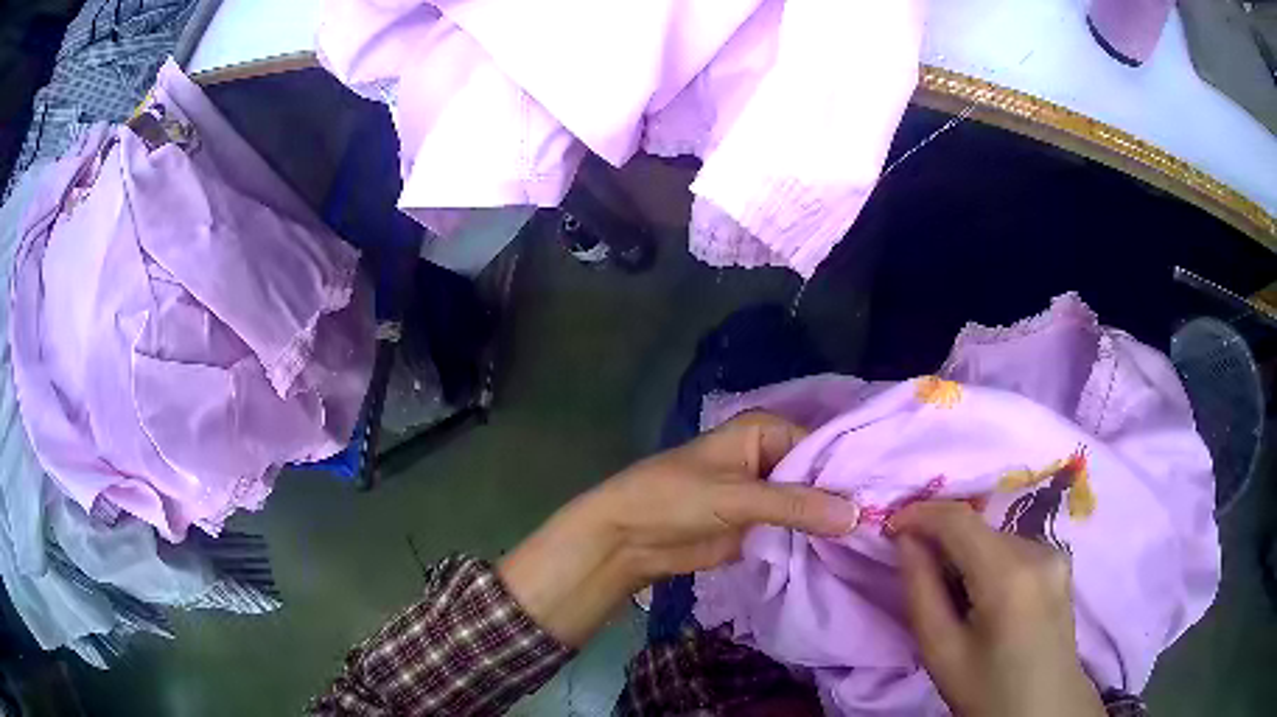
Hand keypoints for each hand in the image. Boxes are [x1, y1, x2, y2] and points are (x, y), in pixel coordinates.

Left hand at [498, 411, 858, 646]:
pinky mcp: (763, 526)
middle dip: (845, 497)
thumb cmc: (674, 499)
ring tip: (880, 536)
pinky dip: (816, 538)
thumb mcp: (736, 497)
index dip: (851, 470)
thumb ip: (795, 505)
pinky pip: (797, 529)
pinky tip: (849, 550)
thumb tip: (856, 514)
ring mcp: (769, 494)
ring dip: (833, 520)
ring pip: (812, 504)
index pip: (823, 446)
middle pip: (820, 476)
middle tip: (891, 519)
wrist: (630, 538)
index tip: (887, 494)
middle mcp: (773, 458)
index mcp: (765, 432)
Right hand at [887, 501, 1106, 716]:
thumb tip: (907, 541)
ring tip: (950, 593)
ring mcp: (1055, 553)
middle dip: (941, 539)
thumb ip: (921, 590)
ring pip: (995, 537)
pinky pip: (1013, 548)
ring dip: (965, 553)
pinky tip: (982, 596)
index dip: (920, 513)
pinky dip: (988, 561)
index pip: (959, 520)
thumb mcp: (941, 651)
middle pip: (979, 528)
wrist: (1043, 709)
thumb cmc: (986, 690)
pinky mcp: (1060, 563)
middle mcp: (1038, 550)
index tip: (889, 526)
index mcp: (1009, 575)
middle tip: (914, 569)